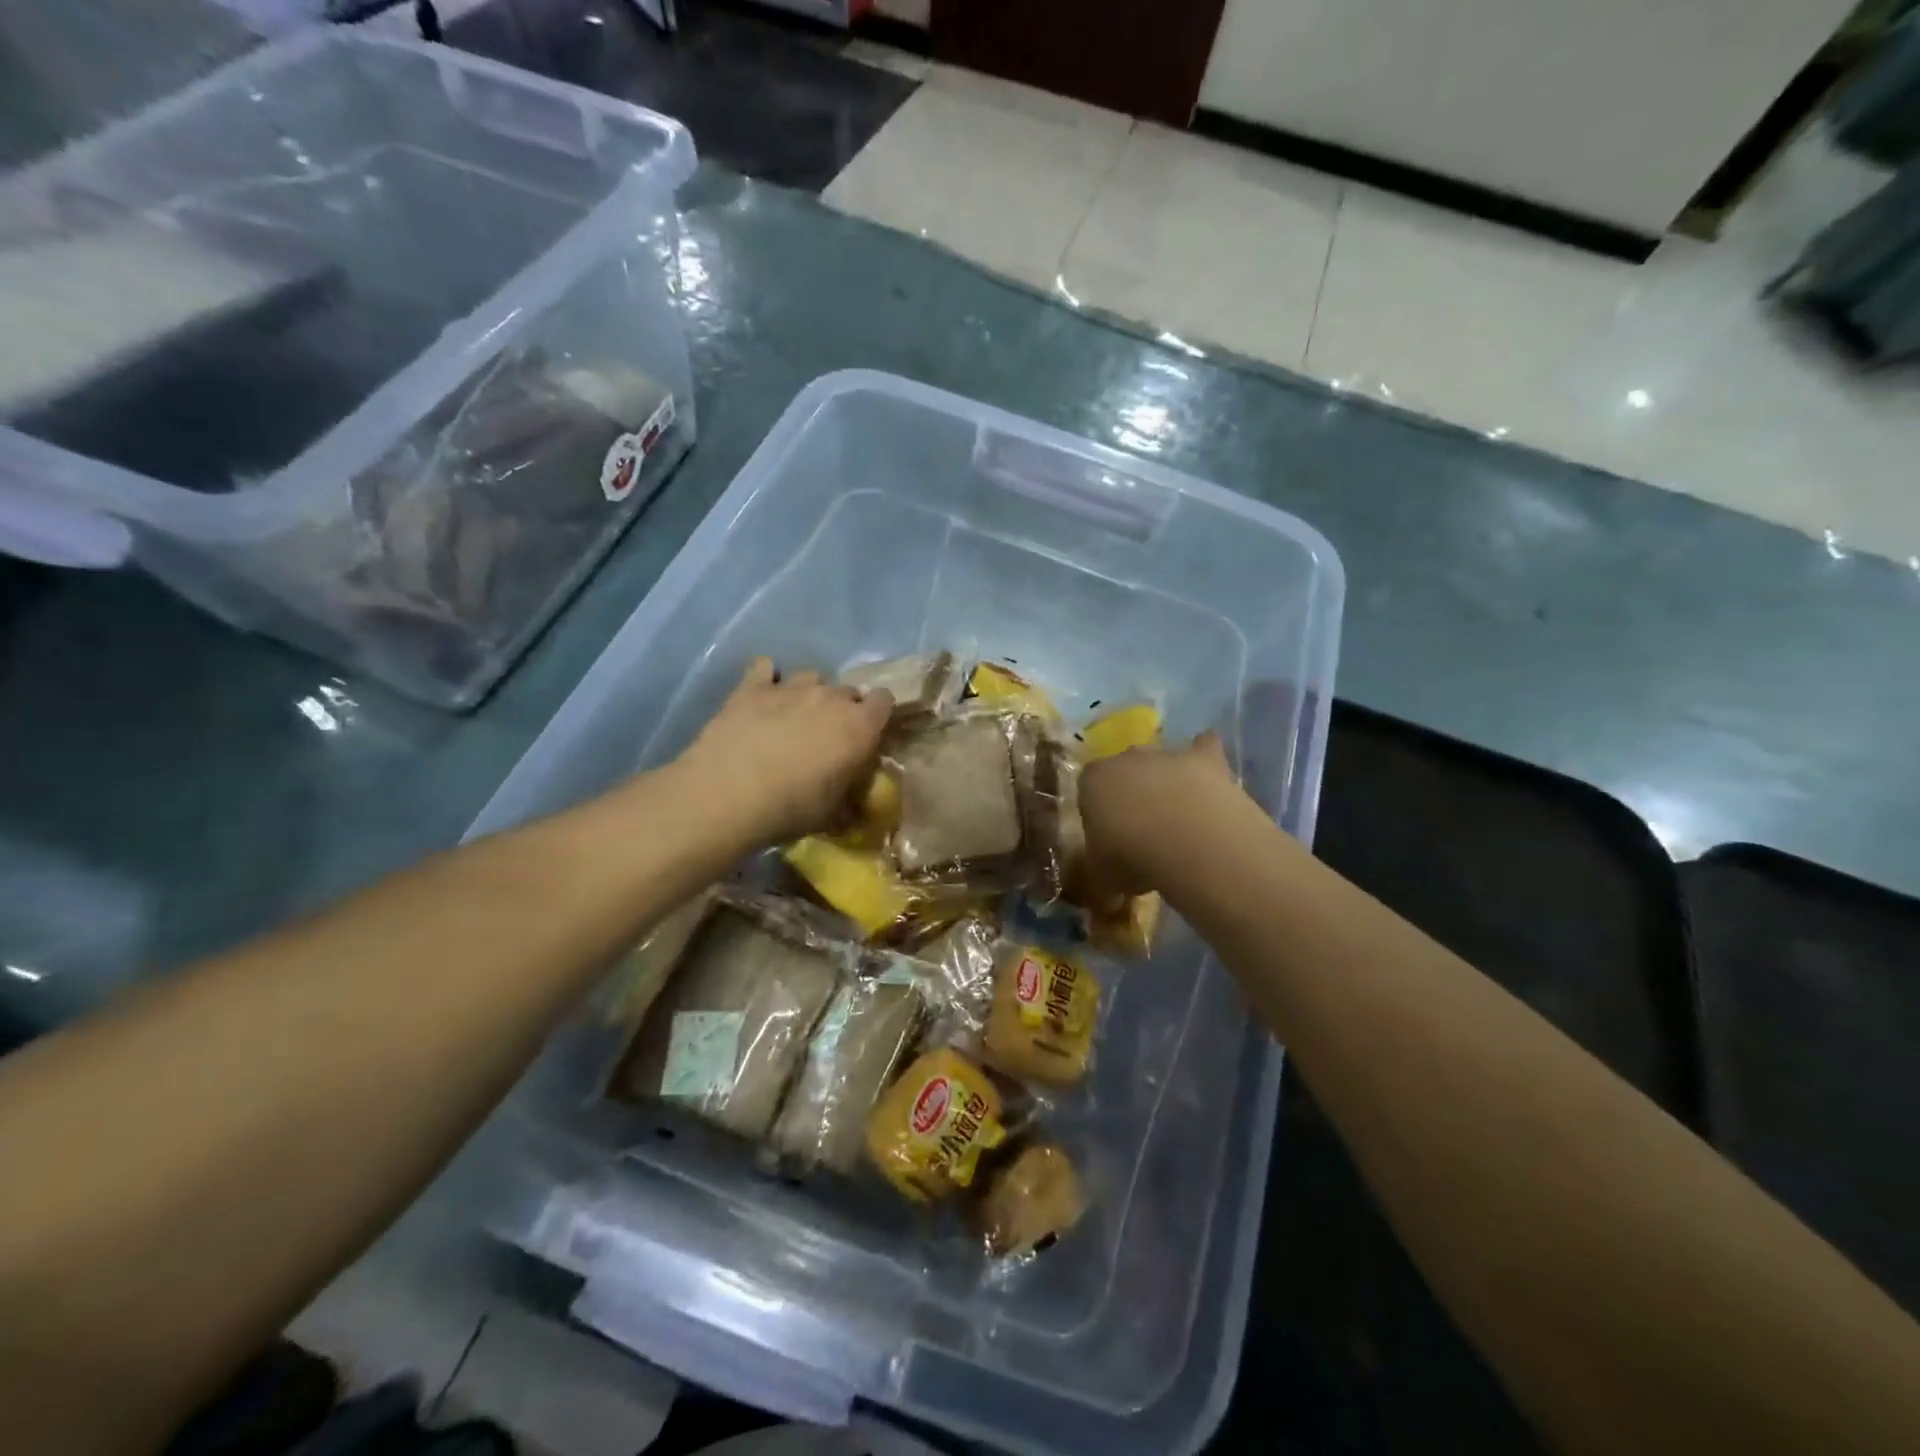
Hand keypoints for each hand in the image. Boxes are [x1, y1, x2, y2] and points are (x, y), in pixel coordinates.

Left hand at [675, 658, 892, 845]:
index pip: (885, 701)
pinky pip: (765, 668)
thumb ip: (848, 794)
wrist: (728, 794)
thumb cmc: (791, 807)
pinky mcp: (752, 687)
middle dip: (843, 709)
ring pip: (812, 676)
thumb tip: (854, 801)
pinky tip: (761, 693)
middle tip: (827, 736)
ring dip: (809, 693)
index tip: (868, 734)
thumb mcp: (832, 812)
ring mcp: (791, 687)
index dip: (877, 715)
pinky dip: (767, 678)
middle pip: (848, 690)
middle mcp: (831, 698)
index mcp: (859, 726)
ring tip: (794, 716)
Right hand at [1078, 730, 1242, 897]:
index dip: (1099, 813)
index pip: (1088, 789)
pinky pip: (1204, 748)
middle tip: (1144, 829)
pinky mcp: (1205, 758)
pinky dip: (1206, 757)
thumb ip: (1101, 869)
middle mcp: (1126, 757)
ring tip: (1179, 817)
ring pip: (1161, 761)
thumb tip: (1104, 885)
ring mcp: (1167, 753)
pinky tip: (1211, 775)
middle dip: (1132, 792)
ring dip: (1167, 780)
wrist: (1189, 841)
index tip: (1110, 838)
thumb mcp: (1103, 875)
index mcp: (1092, 780)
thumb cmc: (1133, 857)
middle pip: (1124, 770)